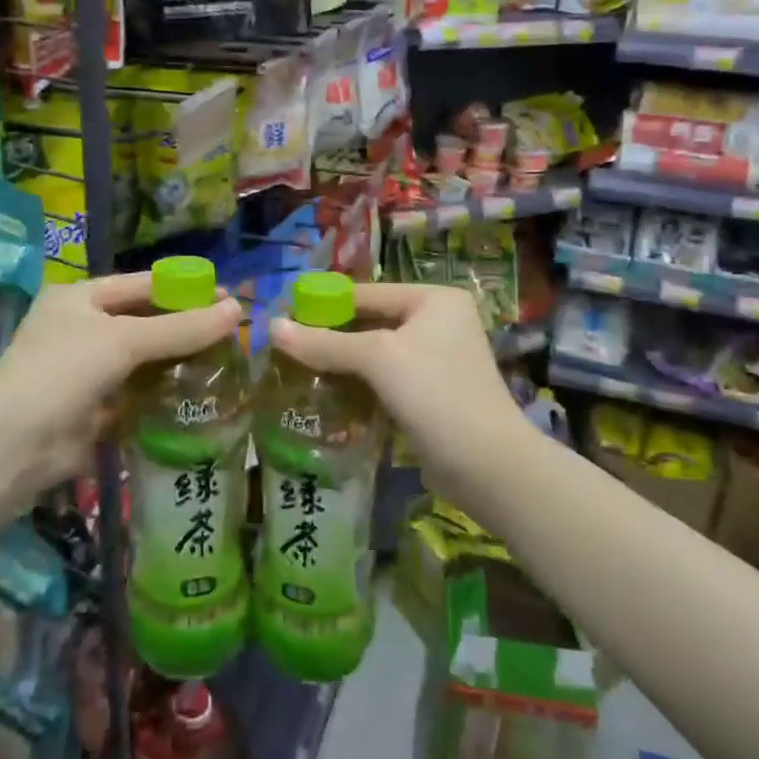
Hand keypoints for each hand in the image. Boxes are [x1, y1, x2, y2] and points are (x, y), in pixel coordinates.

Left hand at [0, 273, 241, 520]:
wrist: (13, 446)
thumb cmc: (62, 372)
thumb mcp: (123, 340)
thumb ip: (181, 328)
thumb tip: (237, 310)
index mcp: (80, 298)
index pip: (143, 284)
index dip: (185, 288)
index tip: (228, 297)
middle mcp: (83, 328)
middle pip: (146, 321)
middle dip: (186, 327)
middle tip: (234, 333)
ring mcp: (88, 370)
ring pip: (145, 359)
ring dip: (180, 362)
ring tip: (228, 363)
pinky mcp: (96, 408)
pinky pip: (139, 393)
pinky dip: (165, 393)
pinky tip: (201, 394)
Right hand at [266, 284, 528, 507]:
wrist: (488, 465)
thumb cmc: (434, 394)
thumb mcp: (376, 359)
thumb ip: (324, 342)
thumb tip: (271, 327)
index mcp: (433, 298)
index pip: (365, 293)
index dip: (322, 304)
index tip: (282, 318)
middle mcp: (438, 321)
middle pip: (369, 322)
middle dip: (329, 336)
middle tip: (284, 348)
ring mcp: (436, 358)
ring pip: (375, 353)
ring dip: (340, 363)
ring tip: (296, 370)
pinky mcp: (431, 392)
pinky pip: (385, 379)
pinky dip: (358, 384)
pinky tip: (326, 394)